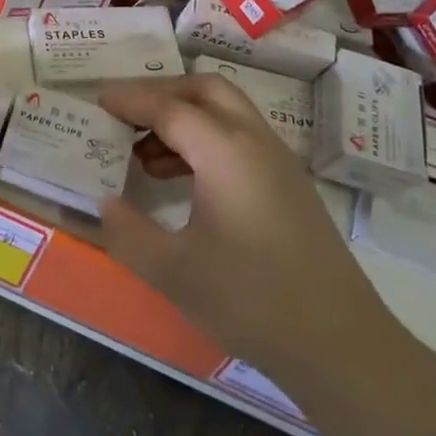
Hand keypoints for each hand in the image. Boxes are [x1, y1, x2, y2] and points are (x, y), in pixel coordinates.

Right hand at [95, 75, 392, 376]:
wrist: (340, 344)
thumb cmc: (250, 300)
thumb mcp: (172, 271)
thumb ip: (127, 231)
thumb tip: (105, 202)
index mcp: (226, 151)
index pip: (169, 107)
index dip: (128, 100)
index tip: (94, 100)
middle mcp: (255, 142)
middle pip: (204, 91)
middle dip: (160, 93)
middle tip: (122, 115)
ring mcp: (278, 162)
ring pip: (225, 113)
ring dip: (182, 118)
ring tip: (141, 152)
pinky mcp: (288, 185)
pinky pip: (239, 139)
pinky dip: (203, 140)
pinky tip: (178, 179)